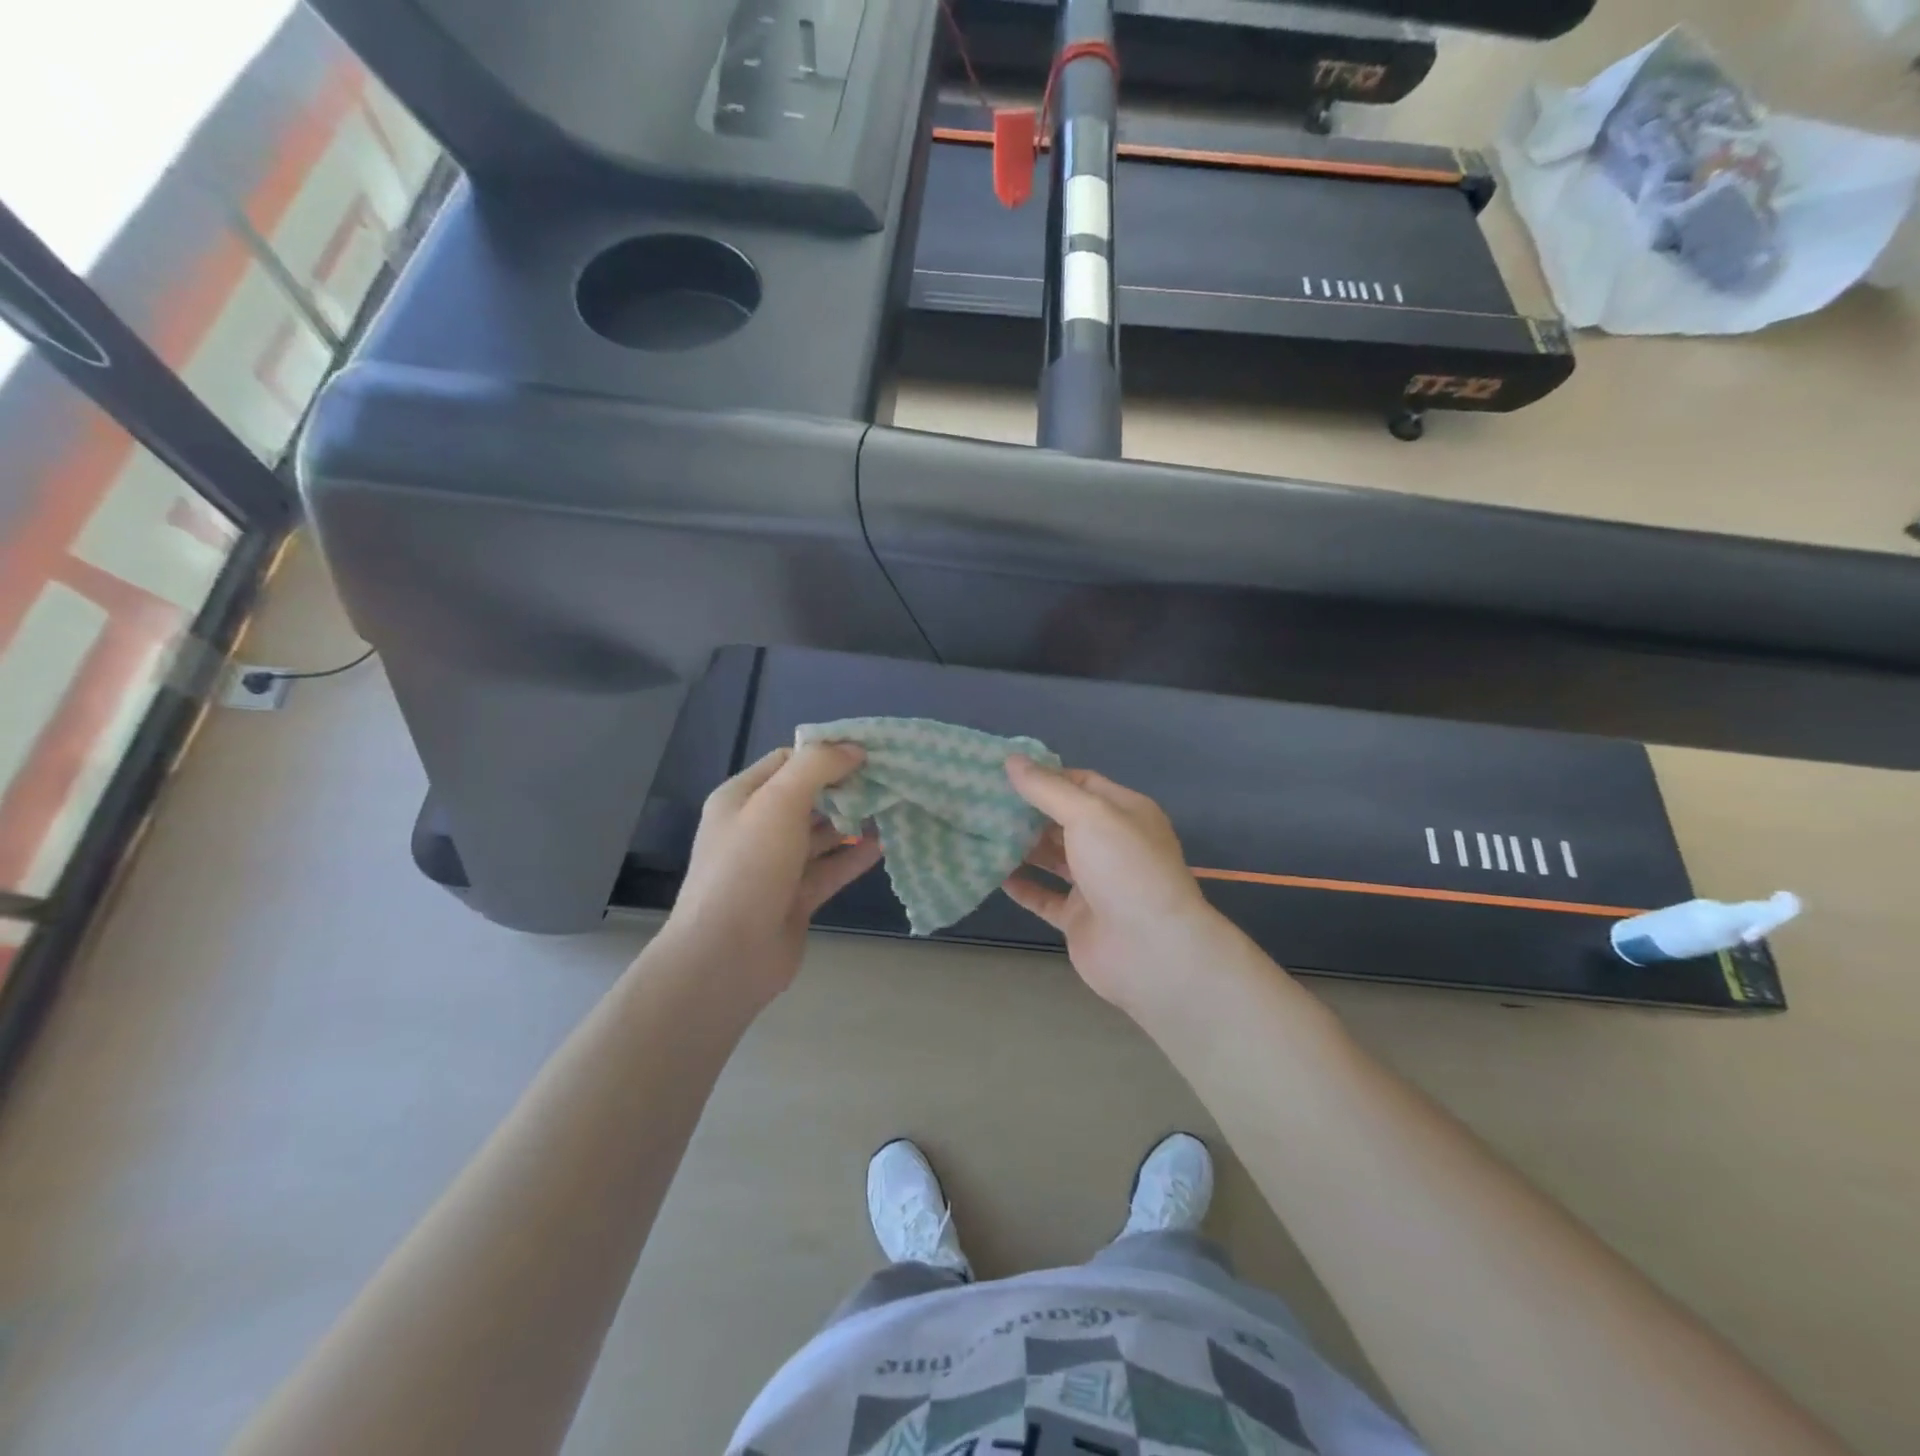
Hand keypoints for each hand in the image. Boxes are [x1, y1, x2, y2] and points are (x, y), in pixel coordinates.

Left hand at [662, 745, 882, 1004]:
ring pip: (822, 833)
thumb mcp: (778, 802)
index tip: (868, 752)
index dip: (826, 753)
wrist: (727, 956)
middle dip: (846, 787)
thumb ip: (817, 767)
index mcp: (742, 798)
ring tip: (895, 807)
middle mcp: (757, 827)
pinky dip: (855, 855)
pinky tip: (885, 844)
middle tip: (890, 779)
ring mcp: (777, 864)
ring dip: (855, 821)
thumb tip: (854, 749)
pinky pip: (831, 867)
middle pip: (809, 796)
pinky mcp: (797, 897)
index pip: (788, 761)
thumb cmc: (748, 868)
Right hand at [1001, 756, 1233, 1015]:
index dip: (1046, 775)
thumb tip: (1012, 760)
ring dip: (1020, 845)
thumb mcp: (1088, 814)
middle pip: (1064, 819)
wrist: (1150, 949)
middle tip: (982, 798)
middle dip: (1027, 809)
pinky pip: (1044, 896)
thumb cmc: (1124, 868)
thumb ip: (1047, 788)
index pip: (1082, 782)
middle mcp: (1111, 844)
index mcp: (1124, 812)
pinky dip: (1021, 884)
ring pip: (1052, 857)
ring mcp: (1095, 883)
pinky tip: (991, 871)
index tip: (1004, 771)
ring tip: (980, 829)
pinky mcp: (1078, 917)